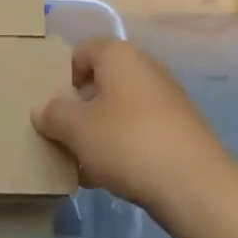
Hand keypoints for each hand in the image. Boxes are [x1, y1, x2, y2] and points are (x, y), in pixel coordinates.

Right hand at [32, 39, 236, 212]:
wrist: (195, 185)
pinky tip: (111, 178)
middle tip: (64, 138)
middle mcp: (144, 67)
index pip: (82, 52)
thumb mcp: (77, 129)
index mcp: (118, 55)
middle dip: (80, 110)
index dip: (63, 77)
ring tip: (84, 165)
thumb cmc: (127, 142)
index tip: (54, 109)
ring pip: (120, 110)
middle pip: (101, 82)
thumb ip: (54, 114)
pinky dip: (123, 148)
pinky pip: (140, 131)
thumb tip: (42, 108)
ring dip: (100, 133)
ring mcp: (166, 99)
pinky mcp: (179, 130)